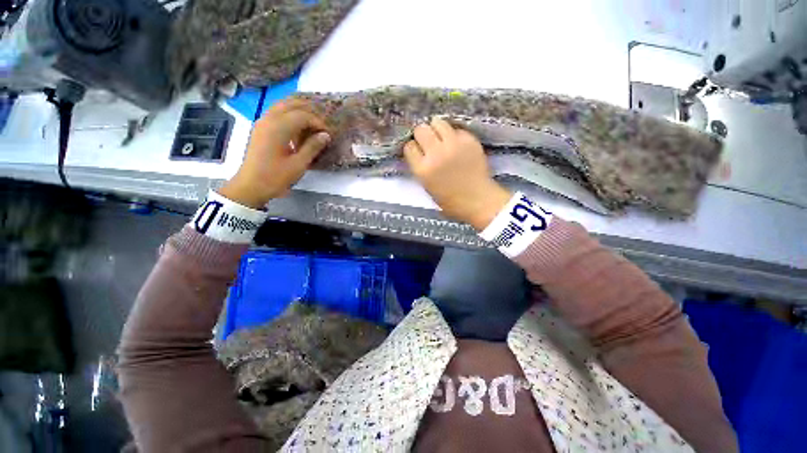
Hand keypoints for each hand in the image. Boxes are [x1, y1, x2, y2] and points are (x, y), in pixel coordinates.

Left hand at [219, 100, 329, 208]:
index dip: (317, 122)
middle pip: (291, 104)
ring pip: (282, 106)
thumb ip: (312, 147)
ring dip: (298, 112)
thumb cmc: (276, 177)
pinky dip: (289, 116)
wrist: (251, 186)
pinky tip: (297, 129)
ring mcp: (262, 122)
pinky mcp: (260, 128)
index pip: (302, 115)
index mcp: (278, 127)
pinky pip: (276, 114)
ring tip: (311, 125)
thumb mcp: (299, 164)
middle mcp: (269, 119)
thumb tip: (325, 135)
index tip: (327, 134)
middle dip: (308, 111)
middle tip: (321, 125)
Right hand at [404, 118, 510, 230]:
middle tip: (428, 142)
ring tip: (441, 138)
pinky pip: (456, 129)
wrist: (477, 199)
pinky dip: (454, 135)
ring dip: (437, 129)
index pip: (409, 146)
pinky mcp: (469, 140)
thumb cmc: (449, 199)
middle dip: (422, 135)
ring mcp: (454, 145)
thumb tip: (418, 150)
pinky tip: (457, 144)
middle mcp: (436, 154)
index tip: (418, 151)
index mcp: (423, 169)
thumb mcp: (426, 185)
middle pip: (421, 129)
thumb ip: (420, 166)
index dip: (413, 148)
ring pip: (438, 122)